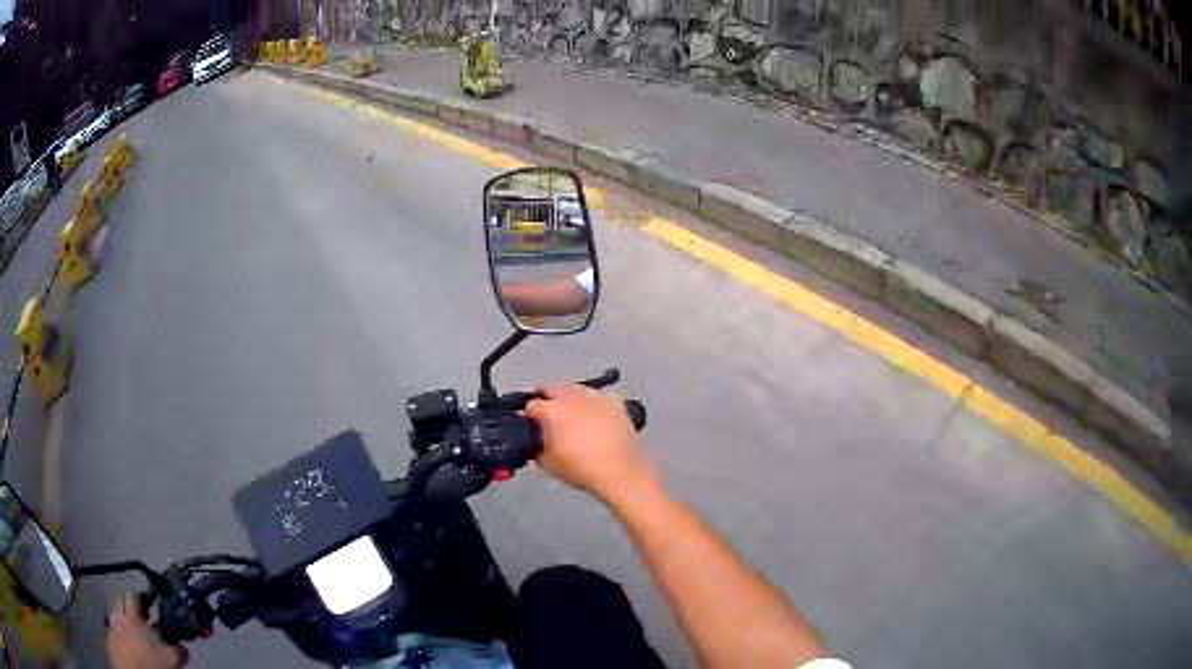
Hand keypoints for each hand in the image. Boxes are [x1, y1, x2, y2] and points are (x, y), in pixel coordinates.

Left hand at [107, 595, 187, 668]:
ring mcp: (111, 628)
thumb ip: (176, 649)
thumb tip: (182, 647)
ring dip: (123, 622)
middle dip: (128, 607)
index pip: (134, 596)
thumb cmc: (152, 663)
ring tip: (133, 635)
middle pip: (120, 601)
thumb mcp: (171, 657)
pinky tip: (128, 647)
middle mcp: (118, 616)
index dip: (141, 599)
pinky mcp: (109, 641)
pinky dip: (120, 637)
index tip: (149, 606)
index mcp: (133, 615)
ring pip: (115, 617)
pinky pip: (114, 633)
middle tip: (140, 619)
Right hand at [525, 383, 651, 502]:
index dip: (531, 416)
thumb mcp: (546, 462)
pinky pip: (599, 396)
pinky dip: (595, 403)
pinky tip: (599, 417)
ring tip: (576, 415)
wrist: (618, 472)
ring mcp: (594, 395)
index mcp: (551, 411)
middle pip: (550, 386)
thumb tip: (536, 434)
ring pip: (575, 388)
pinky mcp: (614, 399)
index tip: (535, 425)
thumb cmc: (579, 469)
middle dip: (547, 398)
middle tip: (551, 415)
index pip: (531, 405)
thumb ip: (536, 442)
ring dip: (571, 398)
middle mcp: (570, 396)